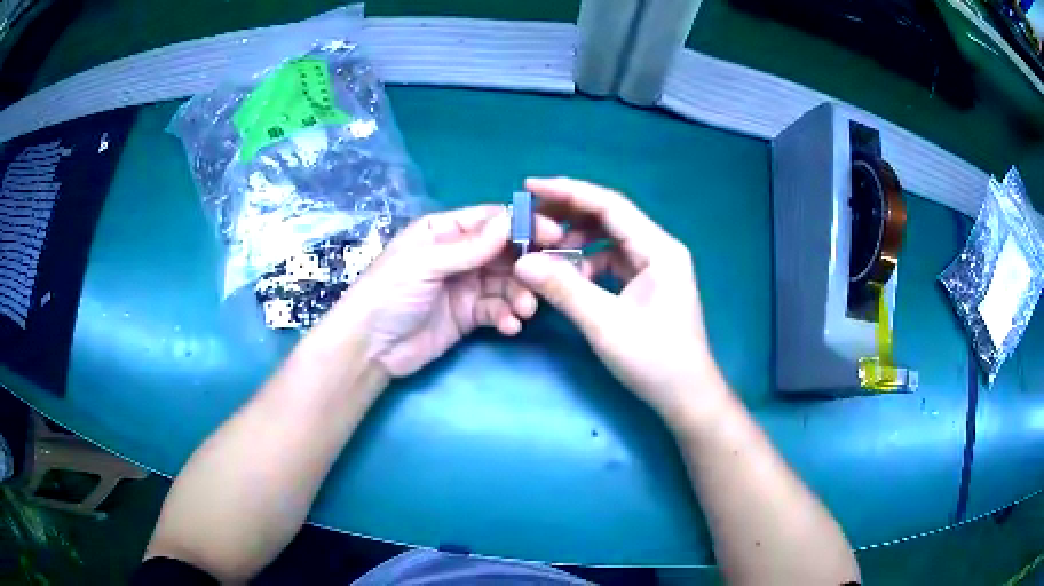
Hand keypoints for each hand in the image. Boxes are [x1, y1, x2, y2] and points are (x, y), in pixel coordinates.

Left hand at [344, 205, 562, 377]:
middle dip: (525, 264)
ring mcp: (464, 285)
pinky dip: (507, 316)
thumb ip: (469, 246)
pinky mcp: (469, 315)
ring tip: (524, 310)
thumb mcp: (425, 263)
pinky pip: (497, 309)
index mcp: (442, 231)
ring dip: (520, 294)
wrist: (371, 348)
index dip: (520, 224)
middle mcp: (457, 254)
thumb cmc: (389, 293)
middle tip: (548, 277)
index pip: (489, 220)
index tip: (552, 234)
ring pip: (505, 282)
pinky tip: (509, 326)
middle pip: (503, 251)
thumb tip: (510, 221)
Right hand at [513, 178, 723, 422]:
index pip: (610, 205)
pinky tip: (569, 278)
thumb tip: (522, 261)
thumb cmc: (655, 360)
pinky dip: (587, 264)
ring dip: (576, 242)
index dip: (568, 191)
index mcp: (659, 249)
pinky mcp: (647, 285)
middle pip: (609, 217)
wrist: (686, 396)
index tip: (529, 185)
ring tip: (544, 253)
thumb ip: (564, 289)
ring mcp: (654, 267)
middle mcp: (659, 249)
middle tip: (529, 219)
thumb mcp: (606, 324)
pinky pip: (611, 262)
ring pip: (608, 240)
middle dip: (568, 215)